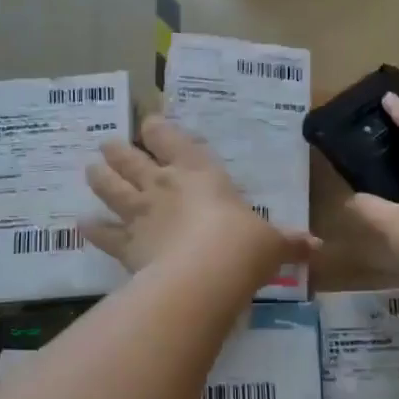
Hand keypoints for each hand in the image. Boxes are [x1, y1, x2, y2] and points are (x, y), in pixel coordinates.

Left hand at [82, 115, 317, 281]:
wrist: (206, 275)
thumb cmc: (243, 246)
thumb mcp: (272, 243)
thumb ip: (289, 243)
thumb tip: (317, 247)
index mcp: (200, 173)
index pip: (173, 140)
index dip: (158, 129)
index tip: (149, 123)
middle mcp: (164, 186)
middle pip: (133, 160)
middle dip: (119, 150)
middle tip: (107, 144)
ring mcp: (141, 214)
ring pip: (111, 188)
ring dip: (100, 177)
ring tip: (89, 168)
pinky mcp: (127, 245)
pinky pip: (105, 235)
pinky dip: (92, 230)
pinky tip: (80, 225)